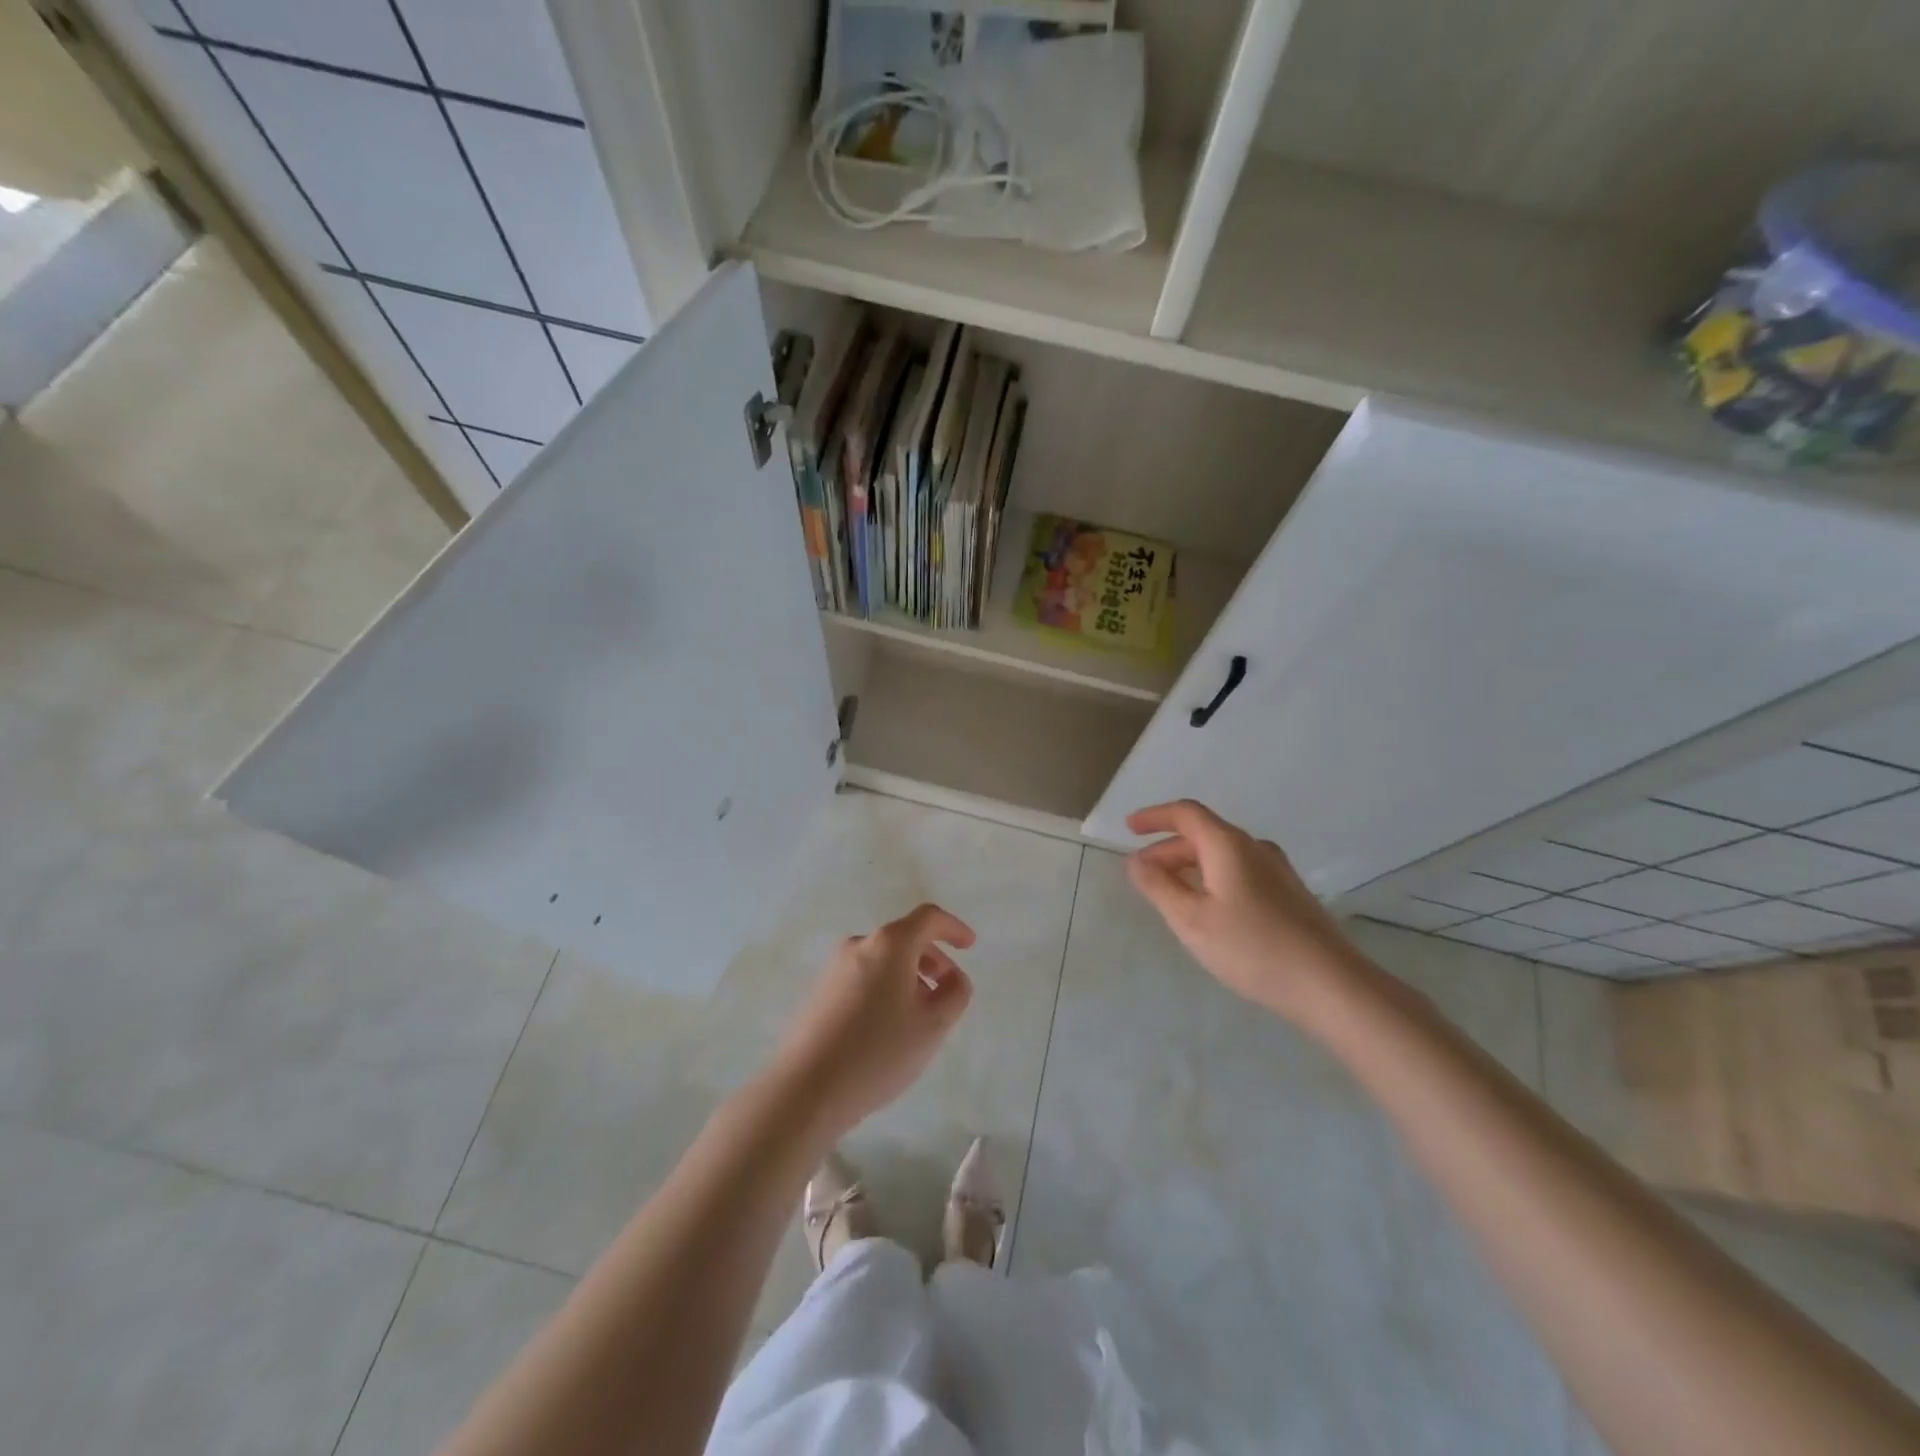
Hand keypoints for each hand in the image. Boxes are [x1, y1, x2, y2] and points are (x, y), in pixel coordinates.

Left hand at [771, 903, 975, 1141]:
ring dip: (909, 976)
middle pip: (905, 938)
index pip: (928, 918)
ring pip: (883, 960)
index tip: (970, 946)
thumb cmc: (877, 1052)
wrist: (805, 1088)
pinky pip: (863, 977)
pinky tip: (888, 1027)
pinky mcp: (819, 991)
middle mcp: (860, 945)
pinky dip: (885, 988)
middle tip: (947, 990)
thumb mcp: (932, 1027)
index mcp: (890, 944)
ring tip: (920, 1015)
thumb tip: (953, 978)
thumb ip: (955, 994)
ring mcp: (834, 967)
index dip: (953, 928)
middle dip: (933, 958)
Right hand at [1125, 800, 1373, 1024]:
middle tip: (1142, 874)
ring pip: (1222, 855)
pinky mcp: (1288, 894)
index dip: (1154, 817)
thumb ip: (1158, 887)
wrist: (1330, 984)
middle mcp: (1254, 848)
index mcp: (1228, 845)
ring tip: (1169, 893)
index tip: (1129, 828)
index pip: (1185, 814)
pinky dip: (1212, 878)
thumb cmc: (1252, 947)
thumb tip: (1135, 862)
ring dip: (1189, 866)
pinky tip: (1207, 909)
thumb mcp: (1191, 920)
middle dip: (1167, 849)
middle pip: (1203, 835)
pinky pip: (1239, 872)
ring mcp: (1276, 870)